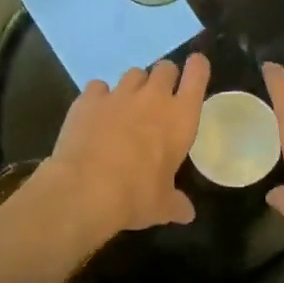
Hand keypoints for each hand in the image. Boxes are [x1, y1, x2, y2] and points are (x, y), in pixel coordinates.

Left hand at [35, 54, 210, 238]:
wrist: (86, 189)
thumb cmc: (136, 196)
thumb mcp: (162, 206)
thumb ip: (176, 204)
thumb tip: (186, 214)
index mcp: (180, 118)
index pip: (197, 75)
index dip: (197, 67)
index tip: (196, 68)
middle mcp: (153, 97)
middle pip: (165, 67)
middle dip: (165, 78)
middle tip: (159, 98)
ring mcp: (119, 94)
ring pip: (133, 73)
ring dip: (135, 86)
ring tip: (127, 106)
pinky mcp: (88, 99)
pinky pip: (99, 86)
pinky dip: (100, 96)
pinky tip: (96, 113)